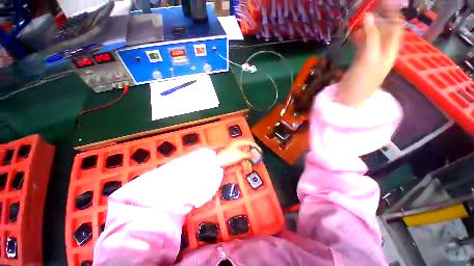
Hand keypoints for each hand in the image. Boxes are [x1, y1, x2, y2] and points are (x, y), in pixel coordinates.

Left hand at [217, 140, 261, 167]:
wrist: (218, 162)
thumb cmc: (227, 156)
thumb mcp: (240, 155)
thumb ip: (249, 154)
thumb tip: (256, 154)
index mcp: (239, 143)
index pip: (250, 142)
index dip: (256, 147)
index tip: (260, 151)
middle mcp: (238, 146)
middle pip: (248, 150)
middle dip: (252, 156)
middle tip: (256, 161)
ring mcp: (236, 151)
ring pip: (246, 155)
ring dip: (248, 161)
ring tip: (250, 166)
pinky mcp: (235, 157)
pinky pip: (242, 159)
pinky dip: (245, 163)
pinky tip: (246, 167)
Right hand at [337, 1, 402, 106]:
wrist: (350, 99)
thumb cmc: (362, 81)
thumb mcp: (369, 58)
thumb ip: (371, 36)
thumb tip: (368, 15)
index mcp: (390, 50)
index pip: (396, 26)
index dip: (392, 13)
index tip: (384, 1)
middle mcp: (384, 50)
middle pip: (385, 29)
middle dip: (379, 17)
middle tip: (367, 8)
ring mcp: (372, 55)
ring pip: (374, 36)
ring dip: (368, 27)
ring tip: (359, 19)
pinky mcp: (361, 60)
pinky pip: (364, 44)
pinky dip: (360, 37)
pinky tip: (353, 35)